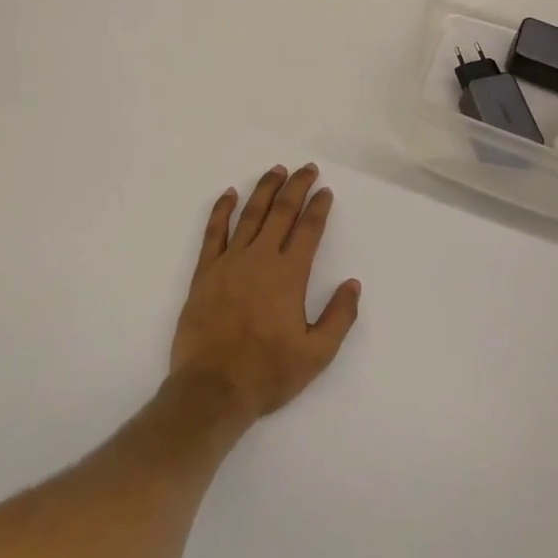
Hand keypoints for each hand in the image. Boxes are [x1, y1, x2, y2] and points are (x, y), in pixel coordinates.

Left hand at [169, 165, 361, 422]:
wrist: (212, 389)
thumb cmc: (268, 373)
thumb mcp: (317, 354)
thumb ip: (339, 317)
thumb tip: (352, 284)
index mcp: (289, 275)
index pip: (308, 229)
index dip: (319, 207)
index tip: (325, 191)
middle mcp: (260, 258)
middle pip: (281, 212)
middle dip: (297, 187)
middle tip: (307, 169)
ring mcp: (229, 262)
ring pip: (249, 214)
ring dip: (264, 189)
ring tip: (276, 171)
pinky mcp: (205, 272)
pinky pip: (213, 232)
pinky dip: (221, 210)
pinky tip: (228, 194)